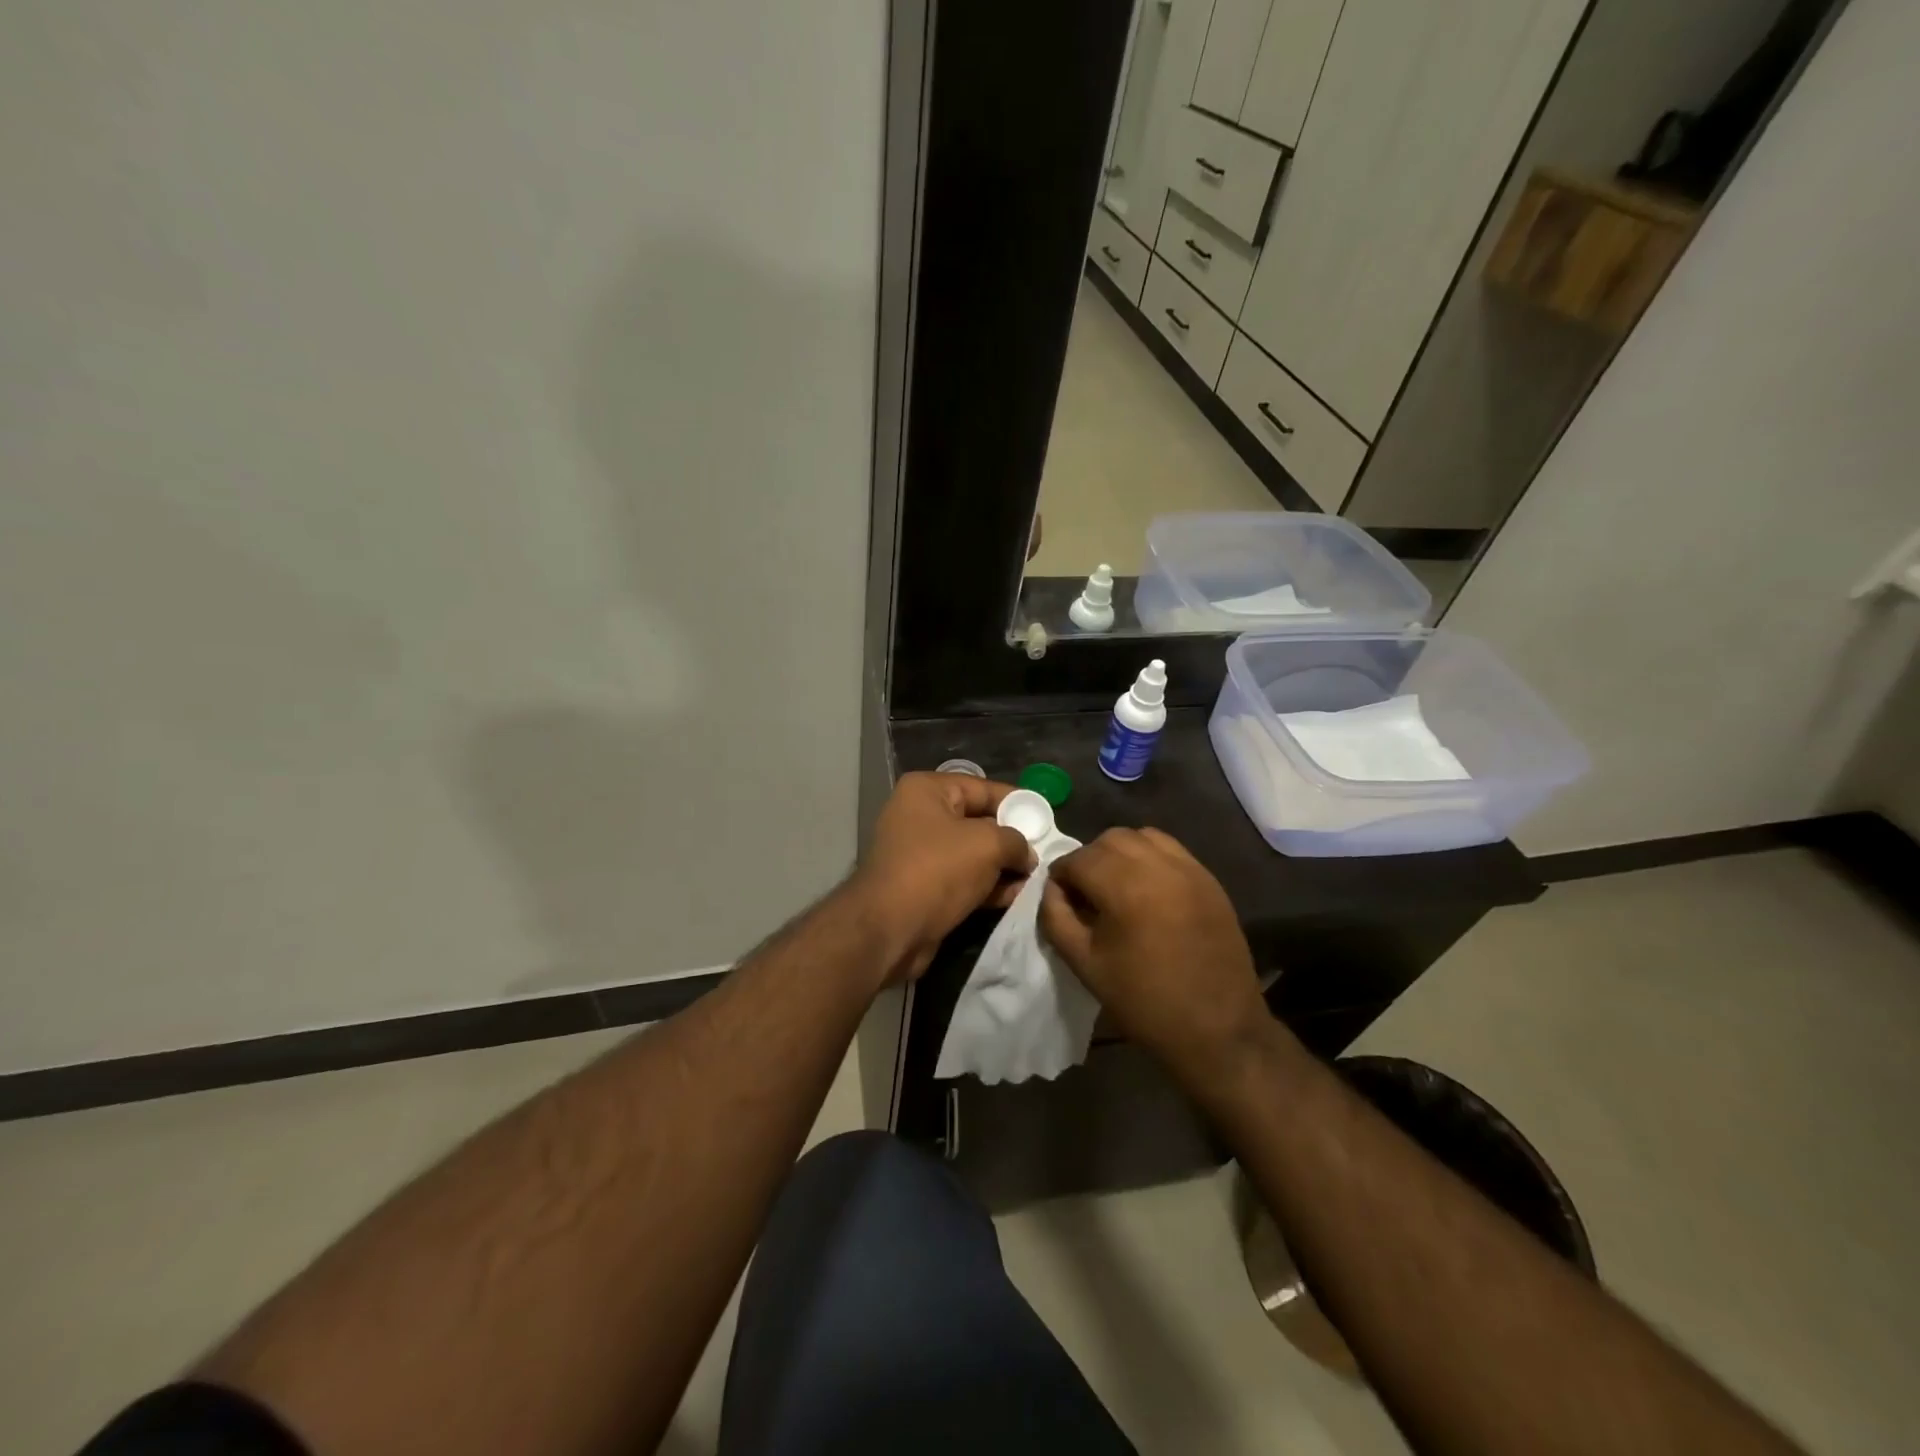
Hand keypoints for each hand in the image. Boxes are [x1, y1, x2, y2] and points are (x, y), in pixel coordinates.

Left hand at [851, 772, 1034, 981]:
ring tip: (1034, 879)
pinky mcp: (923, 887)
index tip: (1045, 820)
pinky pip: (963, 879)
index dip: (1017, 803)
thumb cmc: (937, 870)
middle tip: (1043, 854)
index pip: (982, 788)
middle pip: (978, 821)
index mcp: (927, 791)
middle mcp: (919, 816)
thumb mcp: (988, 844)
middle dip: (1011, 839)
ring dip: (1003, 867)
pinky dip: (987, 887)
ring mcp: (919, 853)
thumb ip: (1016, 841)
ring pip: (973, 854)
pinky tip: (1015, 897)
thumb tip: (1026, 855)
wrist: (889, 929)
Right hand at [1039, 827, 1268, 1085]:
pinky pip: (1171, 849)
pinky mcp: (1209, 879)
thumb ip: (1057, 918)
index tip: (1059, 898)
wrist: (1218, 1028)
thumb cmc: (1144, 1001)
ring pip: (1142, 837)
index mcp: (1125, 886)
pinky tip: (1147, 888)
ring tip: (1116, 886)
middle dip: (1089, 859)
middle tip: (1085, 893)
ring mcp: (1189, 869)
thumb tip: (1052, 890)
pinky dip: (1150, 856)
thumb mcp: (1085, 964)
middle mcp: (1158, 865)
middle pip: (1109, 840)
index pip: (1078, 859)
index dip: (1061, 876)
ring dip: (1120, 852)